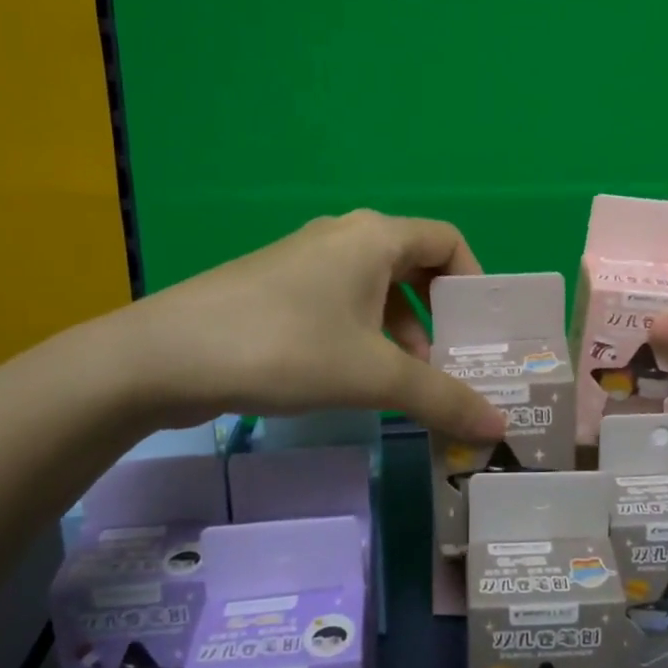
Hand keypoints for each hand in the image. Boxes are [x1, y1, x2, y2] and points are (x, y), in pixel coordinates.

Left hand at [113, 210, 508, 439]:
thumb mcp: (372, 375)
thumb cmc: (286, 347)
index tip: (480, 332)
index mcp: (375, 236)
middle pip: (414, 266)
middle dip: (439, 316)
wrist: (166, 356)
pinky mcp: (279, 287)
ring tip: (408, 384)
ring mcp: (308, 260)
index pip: (448, 241)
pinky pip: (342, 302)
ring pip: (376, 289)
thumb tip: (501, 430)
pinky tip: (357, 379)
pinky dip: (364, 334)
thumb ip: (441, 398)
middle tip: (452, 364)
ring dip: (402, 332)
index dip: (474, 281)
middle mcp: (345, 237)